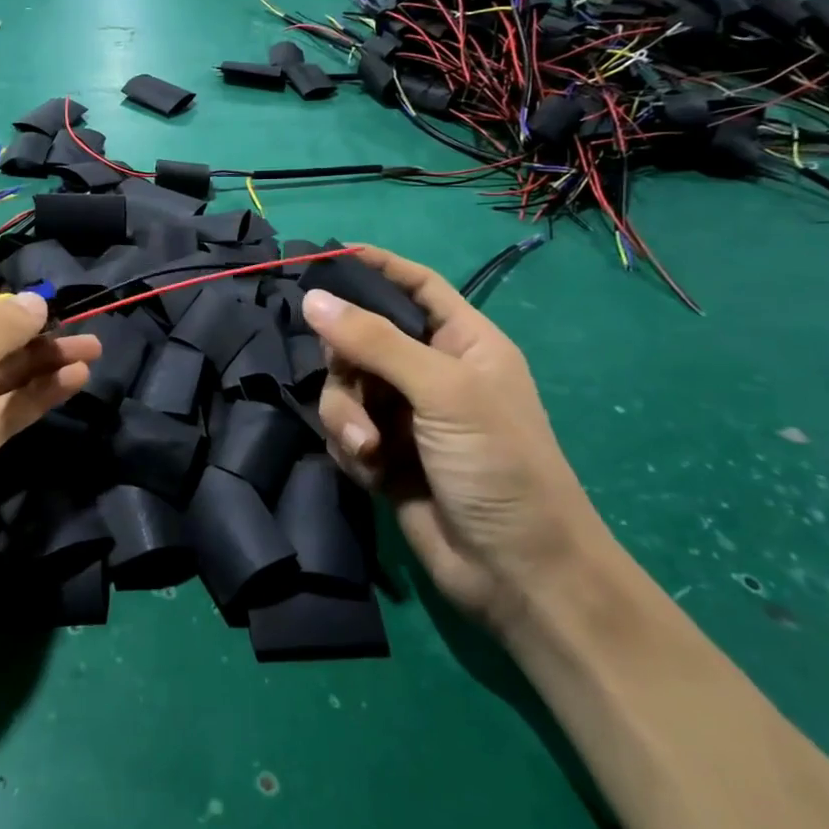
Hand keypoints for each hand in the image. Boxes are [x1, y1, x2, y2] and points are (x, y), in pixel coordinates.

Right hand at [302, 246, 604, 631]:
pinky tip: (372, 472)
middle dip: (347, 363)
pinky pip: (344, 430)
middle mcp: (431, 373)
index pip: (416, 286)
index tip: (329, 256)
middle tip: (349, 383)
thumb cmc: (499, 465)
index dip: (378, 267)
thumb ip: (375, 342)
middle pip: (363, 338)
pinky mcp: (384, 456)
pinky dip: (350, 448)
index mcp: (463, 343)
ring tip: (369, 449)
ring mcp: (406, 416)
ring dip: (346, 416)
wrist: (515, 573)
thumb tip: (313, 298)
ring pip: (345, 388)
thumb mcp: (443, 391)